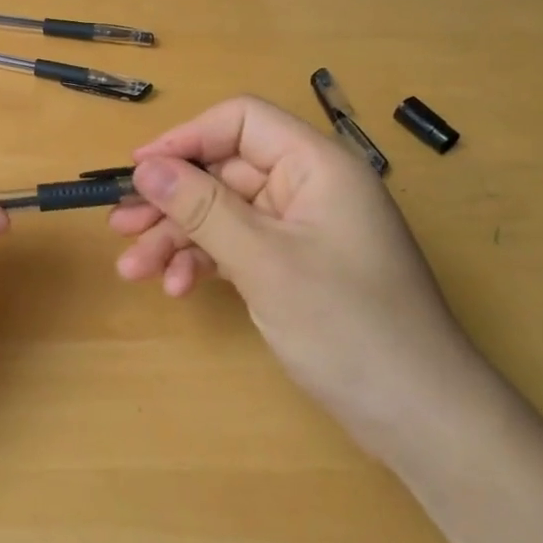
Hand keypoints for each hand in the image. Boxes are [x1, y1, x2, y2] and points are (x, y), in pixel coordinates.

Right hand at [109, 96, 488, 452]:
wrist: (422, 420)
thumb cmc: (348, 327)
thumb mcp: (264, 262)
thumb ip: (201, 207)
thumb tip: (145, 166)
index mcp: (317, 165)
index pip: (241, 121)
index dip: (186, 138)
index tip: (139, 169)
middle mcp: (308, 187)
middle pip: (224, 172)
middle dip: (171, 200)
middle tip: (121, 226)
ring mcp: (302, 230)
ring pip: (224, 213)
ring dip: (179, 237)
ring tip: (134, 268)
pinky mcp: (295, 266)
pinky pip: (238, 246)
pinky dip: (205, 262)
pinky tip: (177, 287)